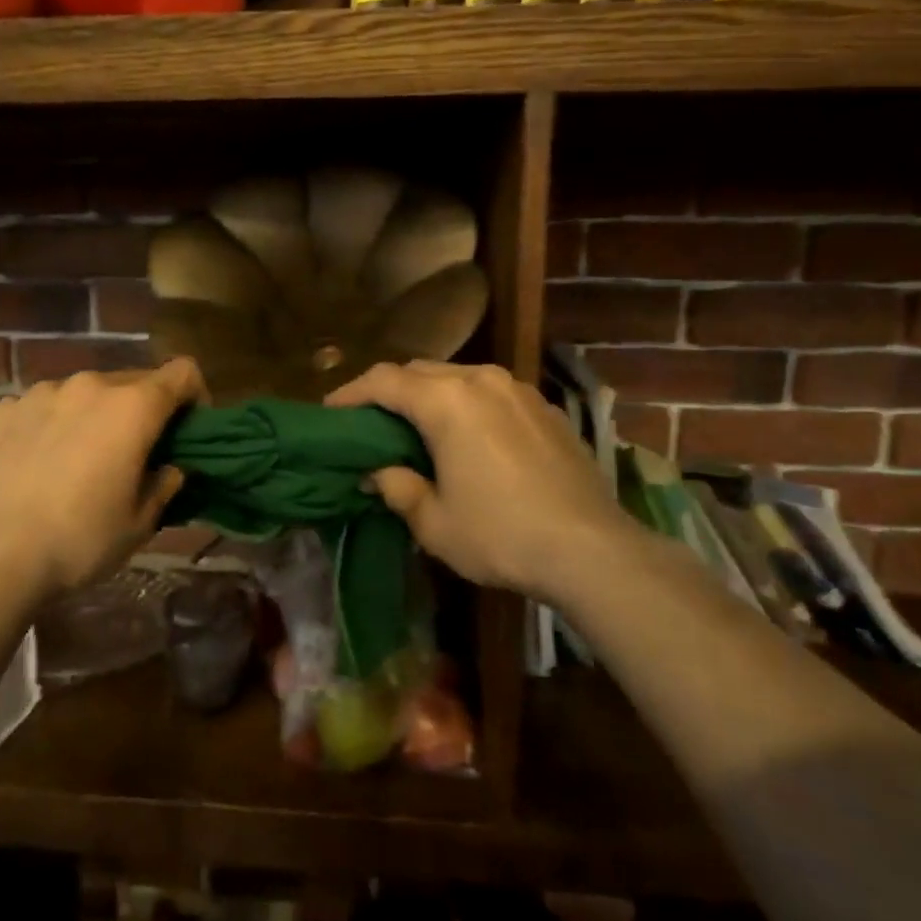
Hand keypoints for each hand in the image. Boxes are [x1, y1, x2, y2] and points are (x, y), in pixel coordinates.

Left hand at [0, 360, 206, 600]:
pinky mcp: (3, 410)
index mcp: (133, 407)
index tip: (188, 430)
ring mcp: (42, 394)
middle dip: (144, 410)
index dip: (194, 395)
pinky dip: (54, 423)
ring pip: (87, 393)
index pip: (183, 372)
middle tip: (137, 453)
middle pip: (134, 381)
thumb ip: (164, 484)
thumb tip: (169, 467)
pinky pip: (45, 406)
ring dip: (96, 415)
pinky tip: (40, 462)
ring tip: (83, 458)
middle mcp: (90, 386)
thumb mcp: (140, 522)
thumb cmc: (81, 539)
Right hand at [325, 362, 640, 599]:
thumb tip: (377, 473)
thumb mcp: (434, 522)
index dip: (350, 393)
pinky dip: (467, 405)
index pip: (384, 381)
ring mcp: (519, 391)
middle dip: (390, 391)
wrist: (590, 549)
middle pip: (421, 371)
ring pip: (459, 377)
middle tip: (371, 422)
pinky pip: (492, 394)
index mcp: (447, 401)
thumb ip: (398, 488)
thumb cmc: (500, 535)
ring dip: (431, 395)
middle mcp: (482, 381)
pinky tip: (469, 438)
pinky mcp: (546, 409)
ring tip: (418, 427)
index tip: (330, 412)